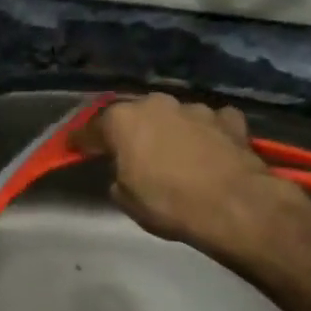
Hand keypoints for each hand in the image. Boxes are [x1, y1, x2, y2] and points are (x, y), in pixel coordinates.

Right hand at [82, 93, 310, 259]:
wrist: (236, 207)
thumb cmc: (168, 203)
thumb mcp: (126, 198)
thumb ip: (118, 176)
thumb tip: (126, 172)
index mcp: (121, 120)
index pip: (91, 129)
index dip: (81, 141)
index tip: (74, 149)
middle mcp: (155, 104)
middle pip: (134, 115)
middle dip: (129, 130)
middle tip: (128, 150)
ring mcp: (195, 109)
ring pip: (173, 115)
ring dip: (169, 129)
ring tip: (172, 151)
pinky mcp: (230, 120)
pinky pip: (210, 122)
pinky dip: (207, 132)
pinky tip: (210, 147)